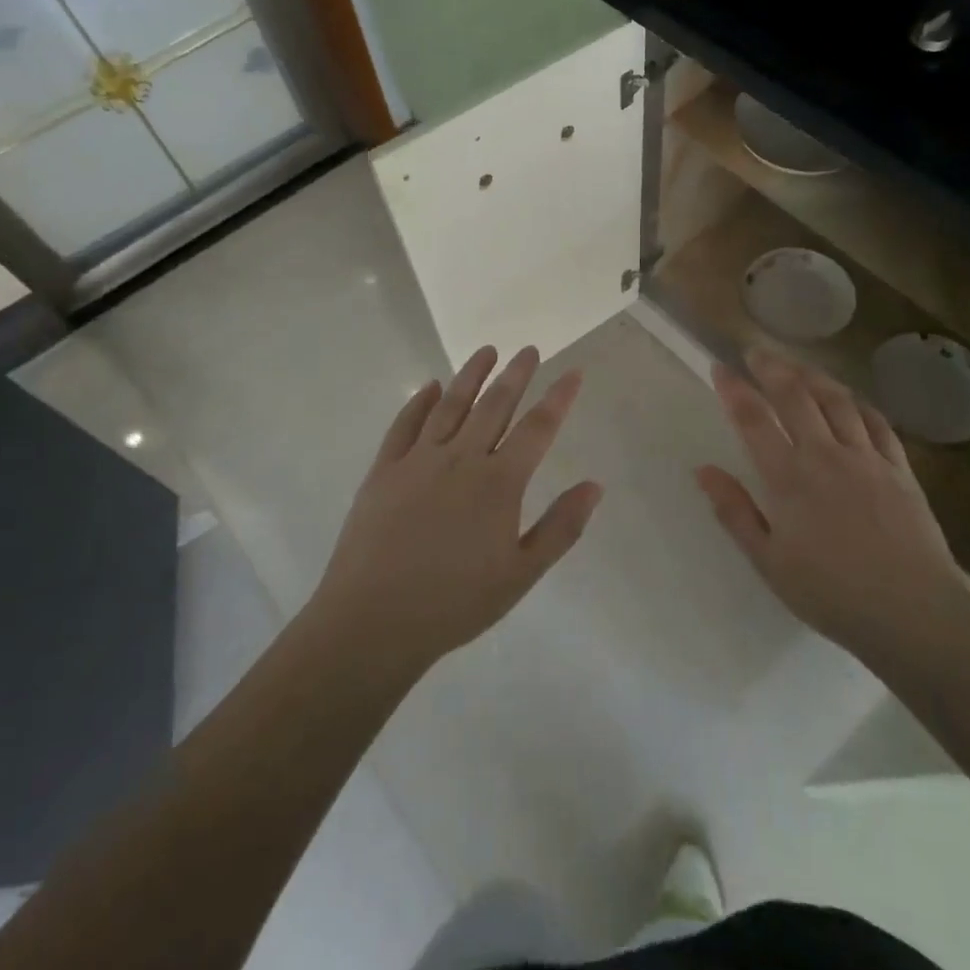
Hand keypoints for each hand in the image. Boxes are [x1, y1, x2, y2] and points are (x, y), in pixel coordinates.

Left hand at [309, 345, 603, 674]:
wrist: (374, 620)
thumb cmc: (455, 603)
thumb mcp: (520, 574)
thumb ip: (560, 527)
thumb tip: (595, 485)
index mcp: (498, 483)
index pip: (537, 428)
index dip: (558, 397)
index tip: (573, 371)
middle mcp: (460, 459)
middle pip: (494, 405)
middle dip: (516, 375)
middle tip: (529, 349)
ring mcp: (418, 460)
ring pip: (450, 405)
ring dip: (471, 375)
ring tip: (487, 351)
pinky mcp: (384, 469)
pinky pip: (405, 424)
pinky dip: (419, 401)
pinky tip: (430, 386)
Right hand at [697, 349, 969, 661]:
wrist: (914, 612)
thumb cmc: (832, 593)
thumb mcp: (769, 562)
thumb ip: (735, 512)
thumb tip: (703, 470)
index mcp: (789, 477)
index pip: (753, 419)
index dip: (734, 389)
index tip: (719, 368)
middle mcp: (825, 454)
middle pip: (795, 396)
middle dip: (771, 367)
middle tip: (756, 352)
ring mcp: (866, 457)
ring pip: (836, 400)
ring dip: (813, 376)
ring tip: (797, 365)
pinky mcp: (899, 468)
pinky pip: (877, 422)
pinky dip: (858, 403)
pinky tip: (850, 399)